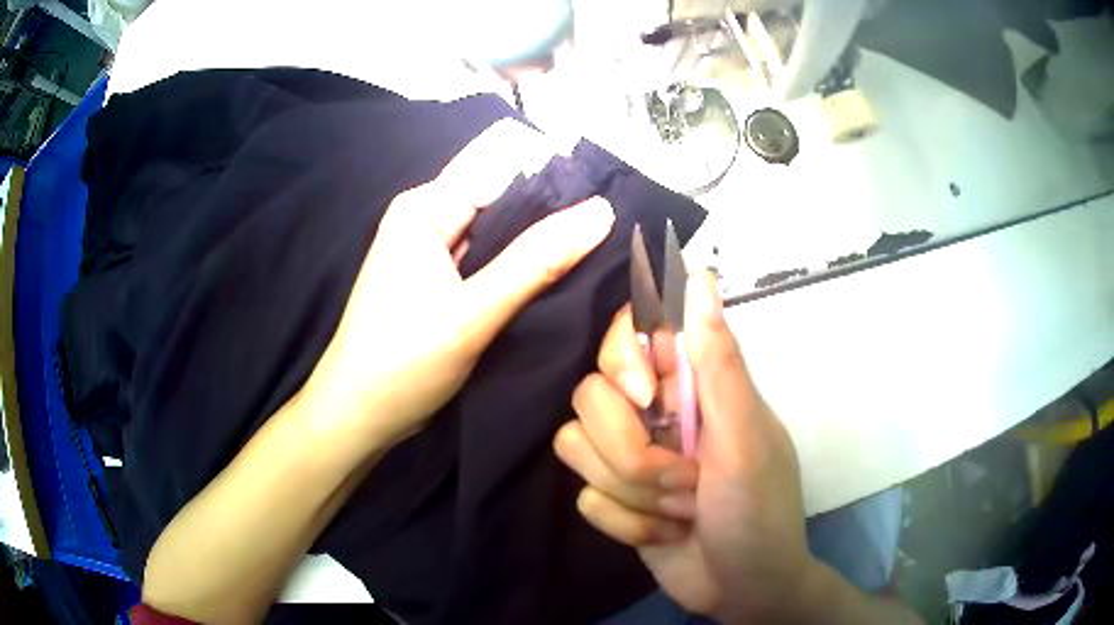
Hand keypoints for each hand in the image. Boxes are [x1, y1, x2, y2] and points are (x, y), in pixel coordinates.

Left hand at [305, 119, 614, 449]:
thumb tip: (601, 212)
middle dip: (551, 209)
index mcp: (425, 207)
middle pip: (503, 196)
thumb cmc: (403, 363)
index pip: (504, 167)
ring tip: (597, 248)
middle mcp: (427, 217)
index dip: (556, 178)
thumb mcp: (472, 313)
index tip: (610, 196)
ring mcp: (432, 249)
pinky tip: (557, 273)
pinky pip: (488, 256)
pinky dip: (518, 263)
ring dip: (538, 238)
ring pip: (499, 229)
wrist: (361, 414)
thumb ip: (537, 261)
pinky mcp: (439, 278)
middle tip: (612, 230)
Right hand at [555, 271, 813, 621]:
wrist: (743, 588)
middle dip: (635, 454)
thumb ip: (719, 361)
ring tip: (681, 511)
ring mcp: (629, 457)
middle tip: (687, 480)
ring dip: (634, 493)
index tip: (645, 398)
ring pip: (576, 446)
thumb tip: (701, 275)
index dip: (623, 361)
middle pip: (589, 397)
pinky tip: (665, 534)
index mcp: (691, 386)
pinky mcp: (612, 498)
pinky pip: (584, 497)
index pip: (628, 335)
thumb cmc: (759, 509)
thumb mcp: (746, 436)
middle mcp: (654, 413)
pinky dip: (627, 523)